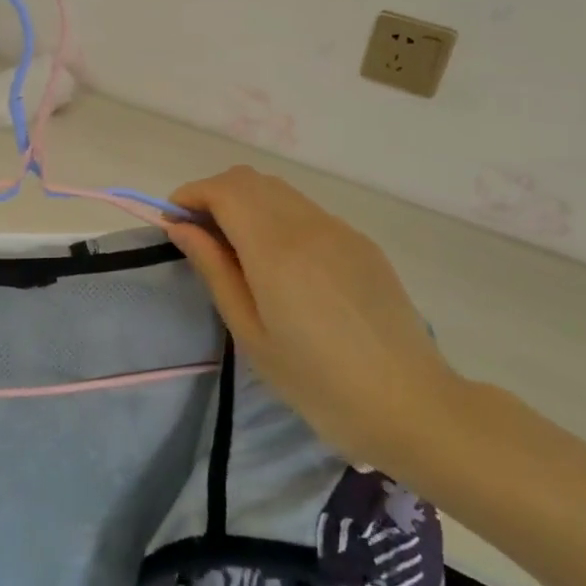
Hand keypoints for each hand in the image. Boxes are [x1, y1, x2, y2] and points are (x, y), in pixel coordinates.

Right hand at [166, 167, 461, 474]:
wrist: (411, 405)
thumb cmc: (317, 383)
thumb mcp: (251, 333)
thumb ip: (214, 270)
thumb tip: (180, 227)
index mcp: (277, 249)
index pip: (224, 189)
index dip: (191, 195)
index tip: (174, 223)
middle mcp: (309, 225)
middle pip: (250, 179)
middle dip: (215, 195)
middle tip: (200, 238)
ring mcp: (340, 230)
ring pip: (279, 191)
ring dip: (246, 204)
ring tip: (236, 250)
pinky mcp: (361, 243)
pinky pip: (307, 212)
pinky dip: (278, 218)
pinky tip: (282, 265)